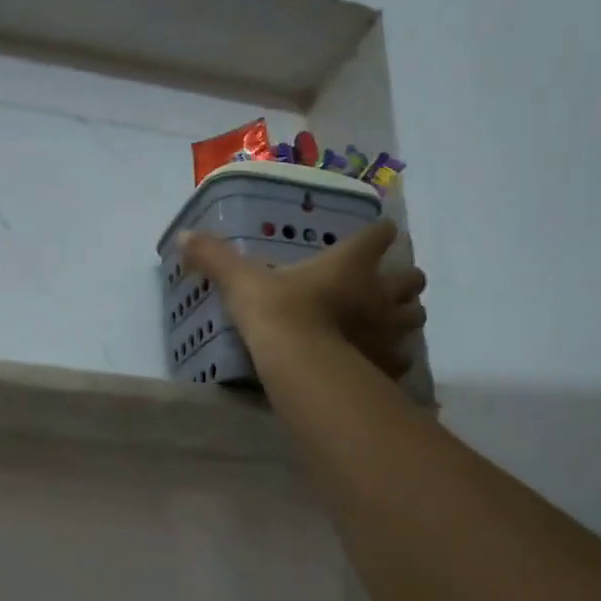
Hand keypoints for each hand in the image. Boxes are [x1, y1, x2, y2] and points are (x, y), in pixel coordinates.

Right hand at [180, 221, 426, 378]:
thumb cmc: (278, 313)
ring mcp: (390, 331)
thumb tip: (184, 235)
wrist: (301, 364)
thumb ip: (216, 258)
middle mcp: (379, 293)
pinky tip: (376, 362)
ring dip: (404, 317)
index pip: (379, 236)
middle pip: (412, 279)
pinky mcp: (388, 365)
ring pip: (416, 317)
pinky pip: (402, 360)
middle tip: (382, 288)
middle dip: (402, 281)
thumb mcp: (241, 282)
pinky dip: (394, 359)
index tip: (374, 237)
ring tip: (384, 325)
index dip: (378, 235)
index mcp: (350, 264)